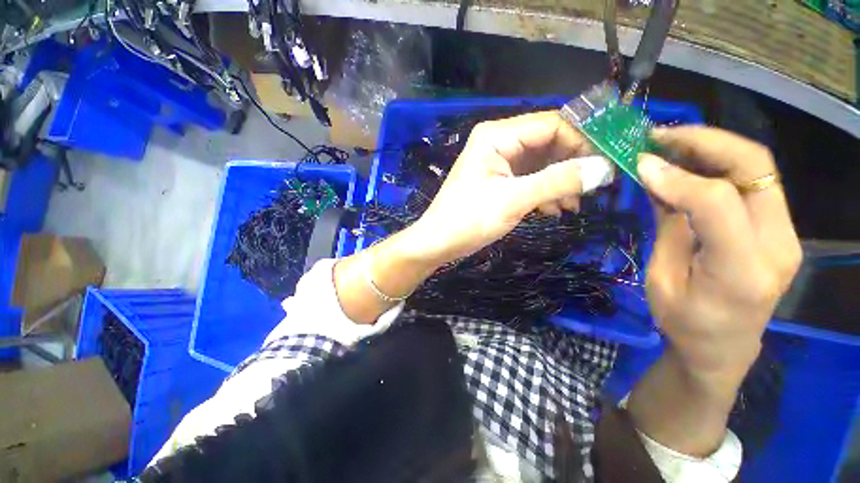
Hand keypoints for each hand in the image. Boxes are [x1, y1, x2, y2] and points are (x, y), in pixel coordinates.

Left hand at [407, 111, 613, 264]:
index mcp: (497, 136)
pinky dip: (545, 192)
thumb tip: (605, 169)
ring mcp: (498, 163)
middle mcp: (498, 143)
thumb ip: (558, 182)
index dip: (582, 140)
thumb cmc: (468, 219)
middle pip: (548, 143)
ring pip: (541, 164)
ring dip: (560, 182)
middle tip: (593, 189)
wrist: (438, 242)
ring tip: (573, 206)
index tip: (607, 163)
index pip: (551, 124)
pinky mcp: (499, 181)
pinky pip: (530, 179)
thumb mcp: (513, 200)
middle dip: (571, 165)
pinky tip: (554, 210)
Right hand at [639, 126, 801, 382]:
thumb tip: (656, 177)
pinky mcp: (780, 227)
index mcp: (741, 271)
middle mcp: (778, 245)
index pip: (718, 202)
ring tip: (670, 143)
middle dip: (704, 141)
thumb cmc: (684, 322)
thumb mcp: (661, 279)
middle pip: (754, 167)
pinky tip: (689, 163)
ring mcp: (786, 233)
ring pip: (757, 166)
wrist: (724, 348)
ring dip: (711, 146)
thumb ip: (668, 226)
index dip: (677, 176)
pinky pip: (753, 181)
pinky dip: (719, 163)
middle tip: (659, 136)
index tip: (640, 164)